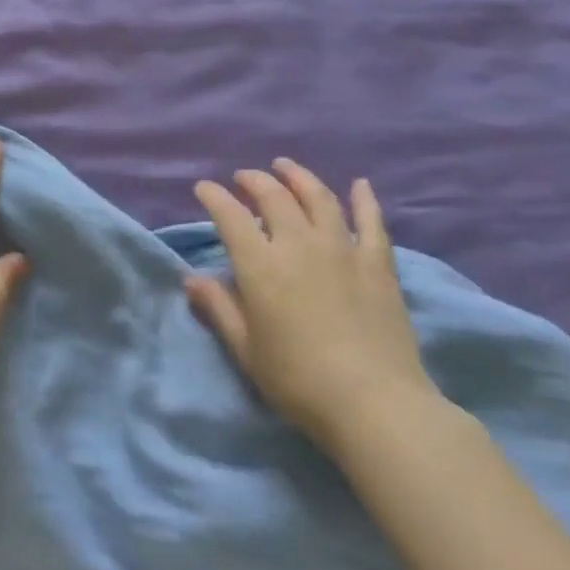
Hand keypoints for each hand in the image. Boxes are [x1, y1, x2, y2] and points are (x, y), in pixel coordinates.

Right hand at [186, 161, 436, 438]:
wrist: (374, 402)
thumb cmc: (298, 380)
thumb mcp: (246, 349)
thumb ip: (219, 308)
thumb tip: (192, 279)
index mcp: (261, 265)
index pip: (230, 216)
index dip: (214, 197)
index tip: (204, 188)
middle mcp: (299, 244)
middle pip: (274, 197)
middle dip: (254, 181)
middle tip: (243, 177)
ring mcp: (342, 249)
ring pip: (319, 198)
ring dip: (299, 177)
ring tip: (285, 167)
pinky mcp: (378, 263)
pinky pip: (371, 221)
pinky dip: (364, 199)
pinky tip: (360, 185)